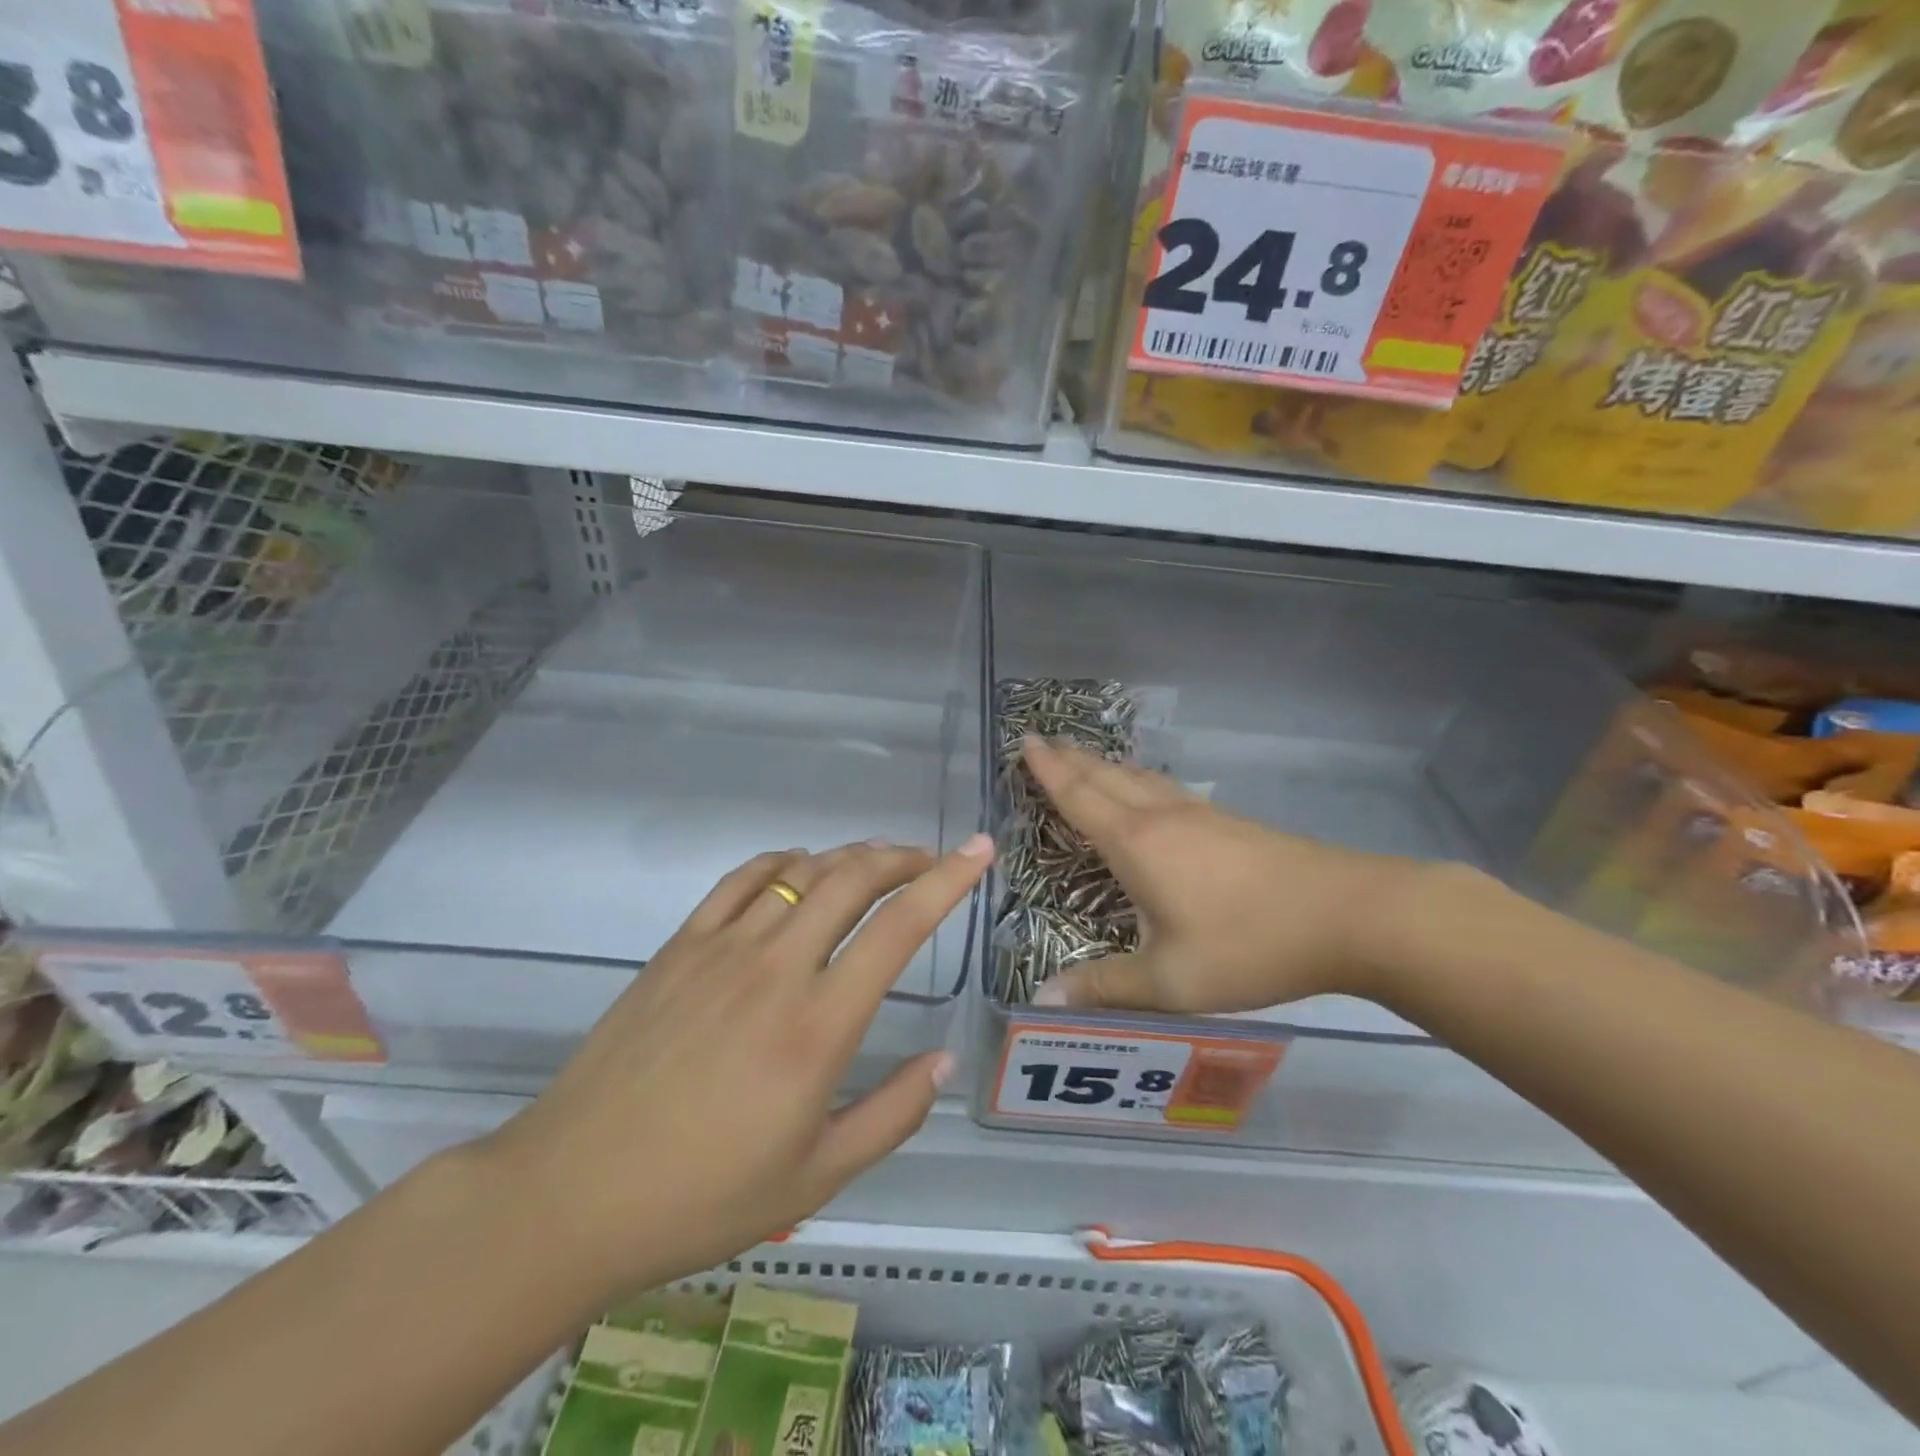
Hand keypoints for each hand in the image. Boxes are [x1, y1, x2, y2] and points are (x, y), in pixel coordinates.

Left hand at [481, 835, 992, 1299]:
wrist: (571, 1193)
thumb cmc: (702, 1196)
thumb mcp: (815, 1179)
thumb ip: (891, 1116)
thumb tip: (942, 1061)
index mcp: (818, 1025)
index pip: (899, 928)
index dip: (948, 881)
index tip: (979, 850)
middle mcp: (777, 967)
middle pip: (852, 878)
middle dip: (902, 856)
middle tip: (931, 858)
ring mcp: (722, 948)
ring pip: (801, 871)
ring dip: (849, 857)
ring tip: (876, 864)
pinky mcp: (680, 946)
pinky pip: (740, 879)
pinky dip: (781, 860)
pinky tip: (797, 868)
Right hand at [1023, 737, 1415, 1012]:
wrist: (1348, 914)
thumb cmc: (1249, 944)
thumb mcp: (1170, 980)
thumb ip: (1105, 988)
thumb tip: (1042, 998)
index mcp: (1137, 844)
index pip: (1079, 797)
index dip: (1049, 770)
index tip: (1025, 741)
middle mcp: (1162, 817)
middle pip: (1106, 777)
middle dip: (1070, 758)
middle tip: (1043, 739)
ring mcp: (1201, 815)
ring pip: (1139, 779)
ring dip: (1104, 765)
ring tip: (1085, 758)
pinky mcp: (1230, 824)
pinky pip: (1166, 789)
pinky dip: (1139, 780)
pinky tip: (1151, 792)